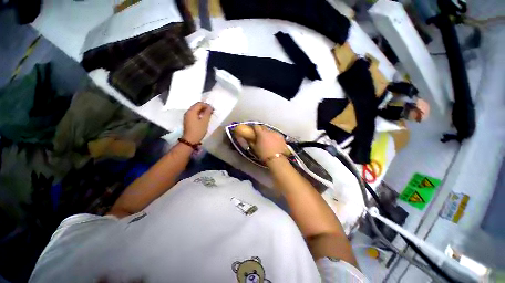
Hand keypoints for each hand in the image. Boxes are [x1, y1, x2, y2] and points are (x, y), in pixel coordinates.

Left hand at [182, 102, 213, 143]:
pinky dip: (199, 114)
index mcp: (191, 111)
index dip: (207, 105)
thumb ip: (207, 113)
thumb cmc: (198, 130)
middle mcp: (188, 112)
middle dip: (204, 107)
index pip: (199, 104)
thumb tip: (210, 107)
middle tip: (211, 112)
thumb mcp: (205, 121)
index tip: (213, 109)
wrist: (190, 140)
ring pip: (195, 110)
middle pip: (196, 106)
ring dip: (202, 111)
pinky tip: (204, 118)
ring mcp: (187, 116)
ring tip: (209, 115)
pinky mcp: (188, 120)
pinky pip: (194, 114)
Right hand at [251, 125, 287, 160]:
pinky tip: (274, 143)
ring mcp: (276, 134)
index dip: (254, 127)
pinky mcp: (282, 138)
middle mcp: (269, 132)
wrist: (276, 159)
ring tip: (267, 141)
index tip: (253, 130)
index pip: (256, 126)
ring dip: (268, 134)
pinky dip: (274, 138)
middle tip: (259, 135)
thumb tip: (250, 140)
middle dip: (261, 130)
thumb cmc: (264, 154)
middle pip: (264, 127)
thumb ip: (251, 142)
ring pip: (271, 132)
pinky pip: (276, 136)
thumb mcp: (255, 149)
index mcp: (261, 133)